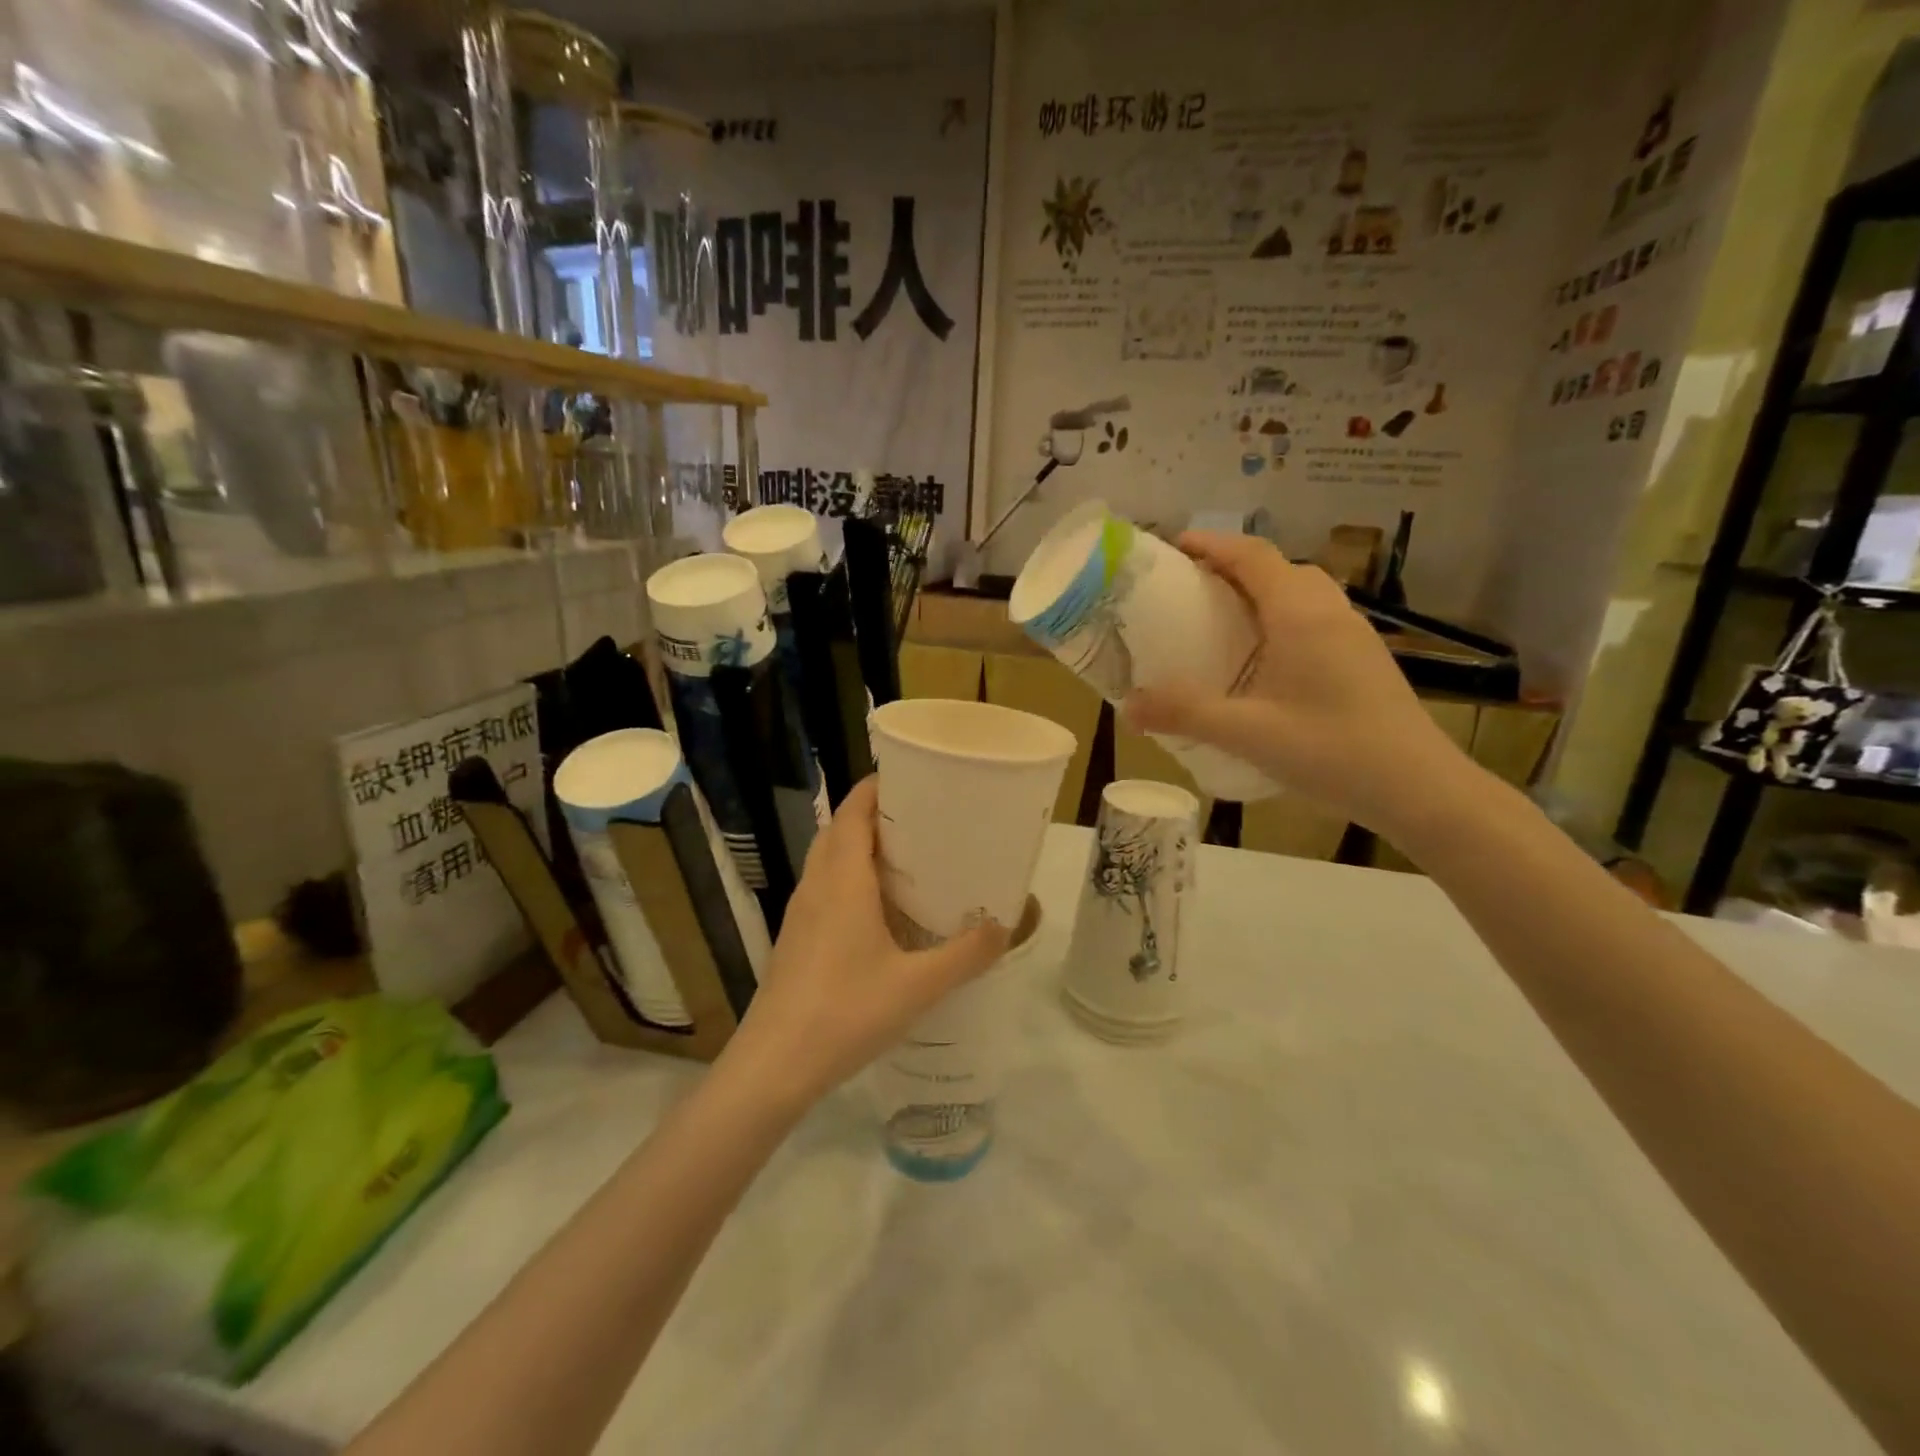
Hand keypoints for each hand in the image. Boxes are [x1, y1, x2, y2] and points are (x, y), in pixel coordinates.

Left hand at [719, 777, 1009, 1111]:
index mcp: (842, 880)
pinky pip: (823, 887)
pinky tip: (877, 910)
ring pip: (827, 859)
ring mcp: (800, 912)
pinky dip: (848, 877)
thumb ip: (965, 954)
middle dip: (874, 814)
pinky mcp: (795, 938)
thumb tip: (1005, 927)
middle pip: (839, 830)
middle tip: (921, 818)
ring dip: (858, 845)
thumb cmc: (846, 1012)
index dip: (877, 788)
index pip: (853, 811)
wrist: (774, 1066)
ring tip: (905, 857)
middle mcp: (816, 885)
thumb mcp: (917, 985)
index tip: (914, 779)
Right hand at [1125, 531, 1476, 836]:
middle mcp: (1329, 611)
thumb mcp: (1247, 733)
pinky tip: (1266, 658)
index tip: (1173, 546)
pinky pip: (1315, 617)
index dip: (1212, 543)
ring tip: (1224, 618)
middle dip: (1232, 565)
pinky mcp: (1363, 658)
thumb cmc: (1332, 750)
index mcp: (1299, 614)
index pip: (1252, 555)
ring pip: (1301, 591)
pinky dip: (1282, 616)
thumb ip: (1185, 714)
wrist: (1417, 787)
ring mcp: (1353, 633)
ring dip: (1261, 590)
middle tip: (1192, 588)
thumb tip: (1127, 706)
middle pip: (1278, 567)